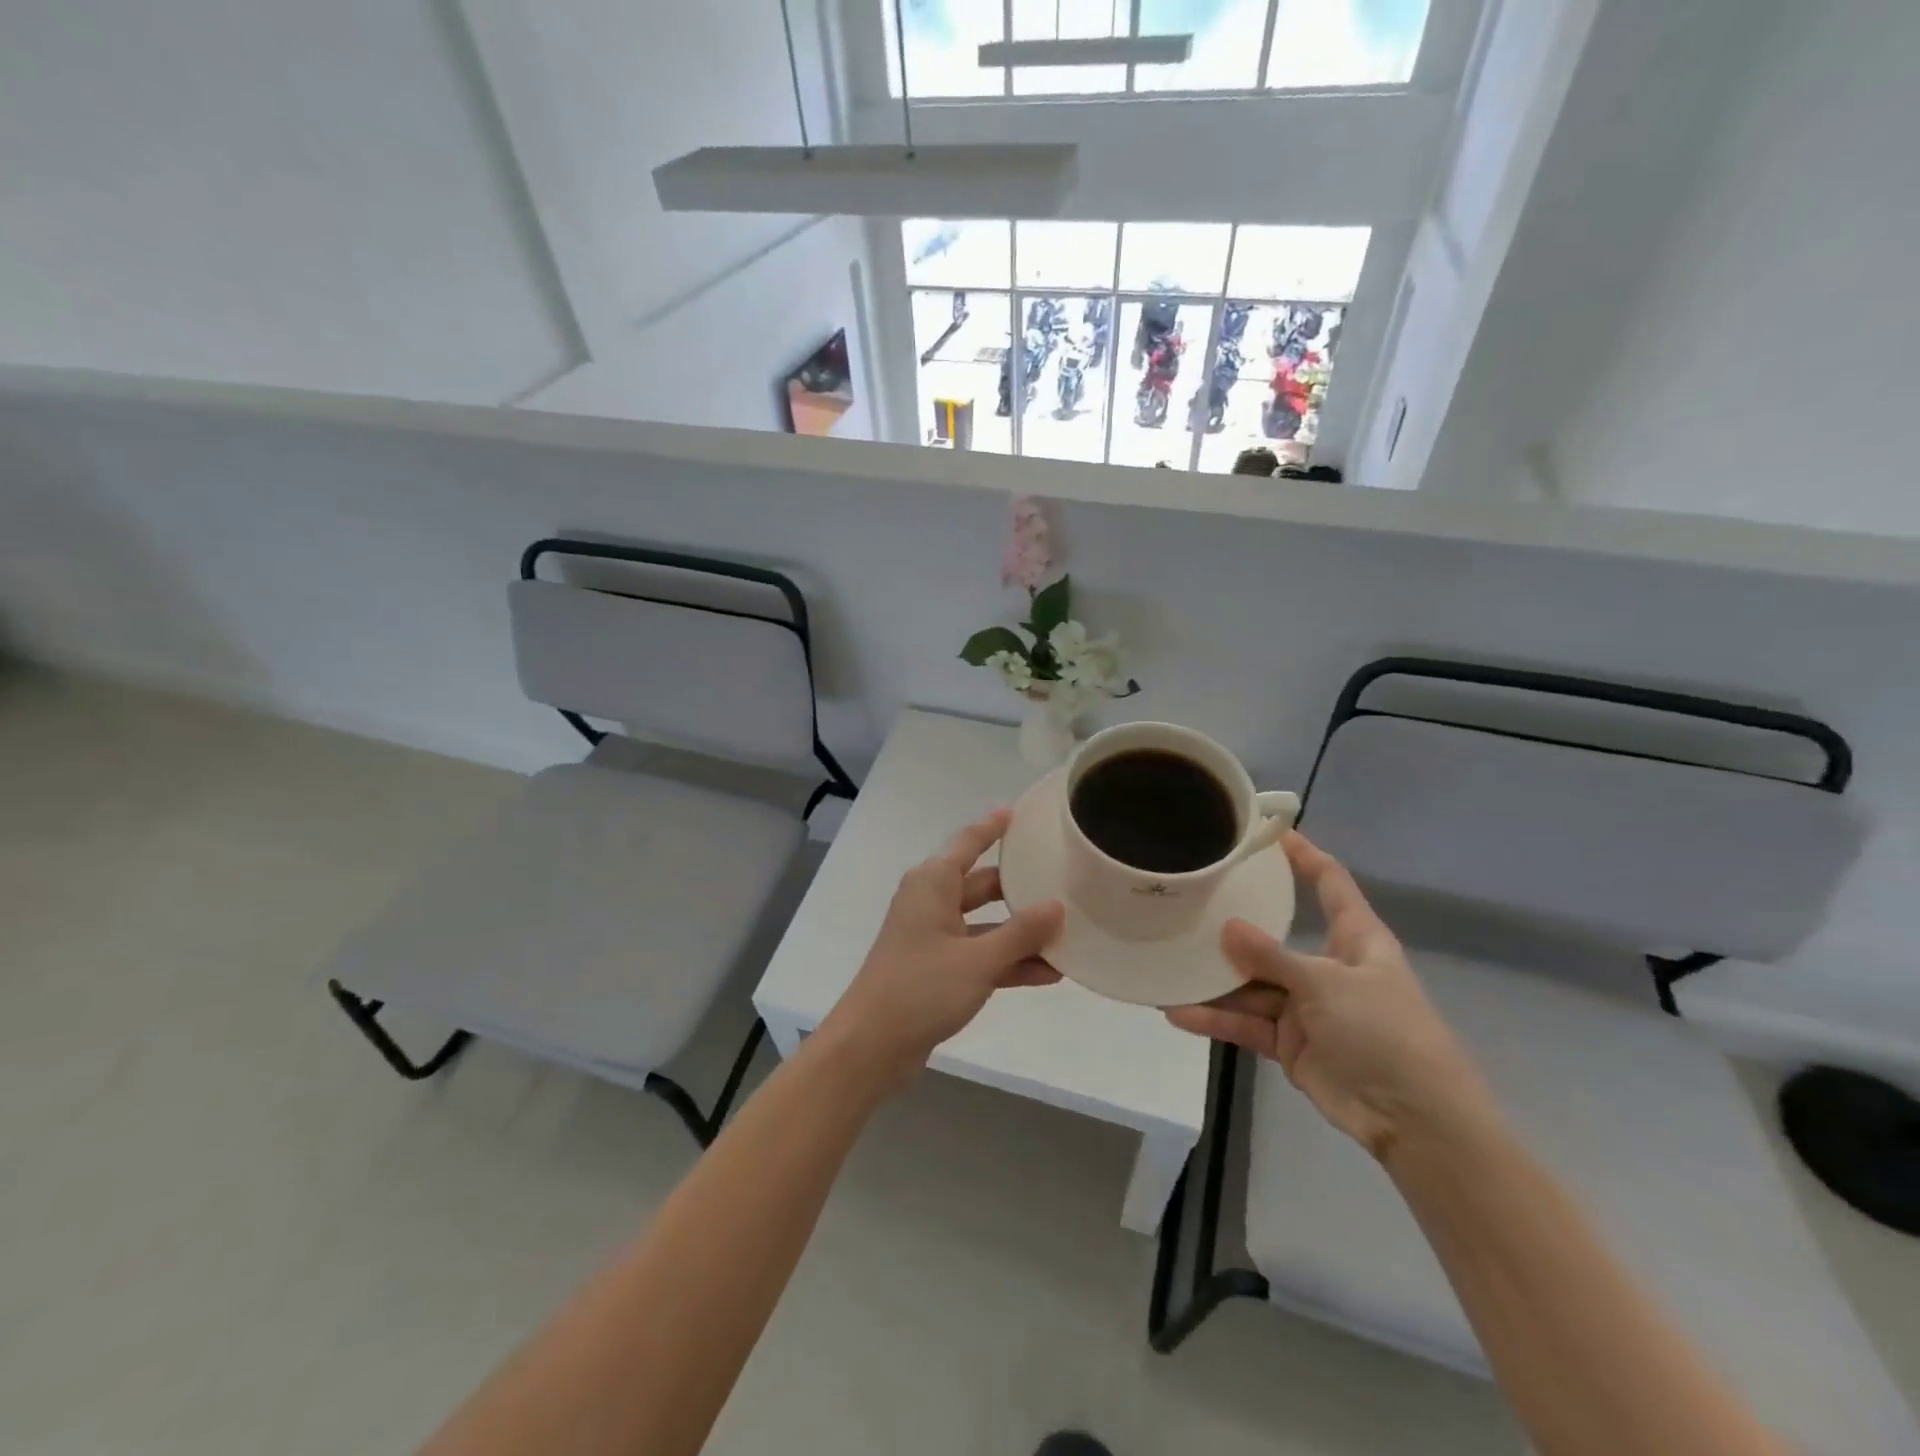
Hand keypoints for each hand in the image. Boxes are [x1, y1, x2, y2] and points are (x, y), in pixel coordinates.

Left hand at [820, 810, 1063, 1092]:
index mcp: (933, 884)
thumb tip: (1057, 906)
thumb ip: (1021, 933)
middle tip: (1063, 881)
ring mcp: (934, 938)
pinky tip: (1048, 974)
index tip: (1019, 812)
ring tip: (1068, 934)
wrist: (872, 1046)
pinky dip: (1008, 962)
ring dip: (1020, 933)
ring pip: (985, 924)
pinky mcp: (938, 970)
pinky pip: (980, 955)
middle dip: (1020, 888)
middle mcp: (932, 903)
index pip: (969, 843)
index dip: (993, 827)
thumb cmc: (921, 988)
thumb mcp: (978, 959)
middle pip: (983, 885)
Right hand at [1165, 831, 1495, 1160]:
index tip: (1268, 832)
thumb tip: (1227, 927)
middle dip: (1233, 925)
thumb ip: (1272, 957)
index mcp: (1354, 939)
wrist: (1415, 1120)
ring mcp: (1306, 1006)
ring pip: (1251, 984)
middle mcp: (1326, 966)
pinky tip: (1176, 1011)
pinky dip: (1215, 1018)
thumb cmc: (1385, 1032)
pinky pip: (1246, 1023)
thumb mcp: (1328, 984)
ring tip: (1167, 963)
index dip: (1303, 856)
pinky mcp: (1289, 1042)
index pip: (1329, 883)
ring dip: (1214, 980)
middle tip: (1188, 902)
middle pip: (1273, 937)